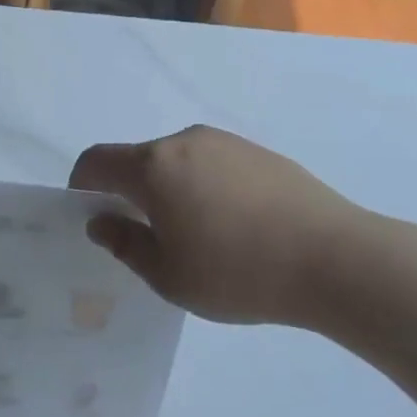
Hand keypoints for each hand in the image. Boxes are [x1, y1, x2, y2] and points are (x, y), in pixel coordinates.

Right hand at [69, 126, 370, 326]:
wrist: (334, 257)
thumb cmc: (238, 272)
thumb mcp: (169, 275)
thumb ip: (126, 244)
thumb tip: (101, 221)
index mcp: (154, 166)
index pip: (97, 160)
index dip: (82, 186)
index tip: (90, 216)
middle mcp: (186, 141)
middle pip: (139, 159)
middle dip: (129, 192)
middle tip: (145, 238)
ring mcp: (227, 142)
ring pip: (178, 161)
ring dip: (169, 189)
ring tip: (195, 236)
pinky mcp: (259, 152)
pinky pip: (212, 164)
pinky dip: (203, 187)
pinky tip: (232, 226)